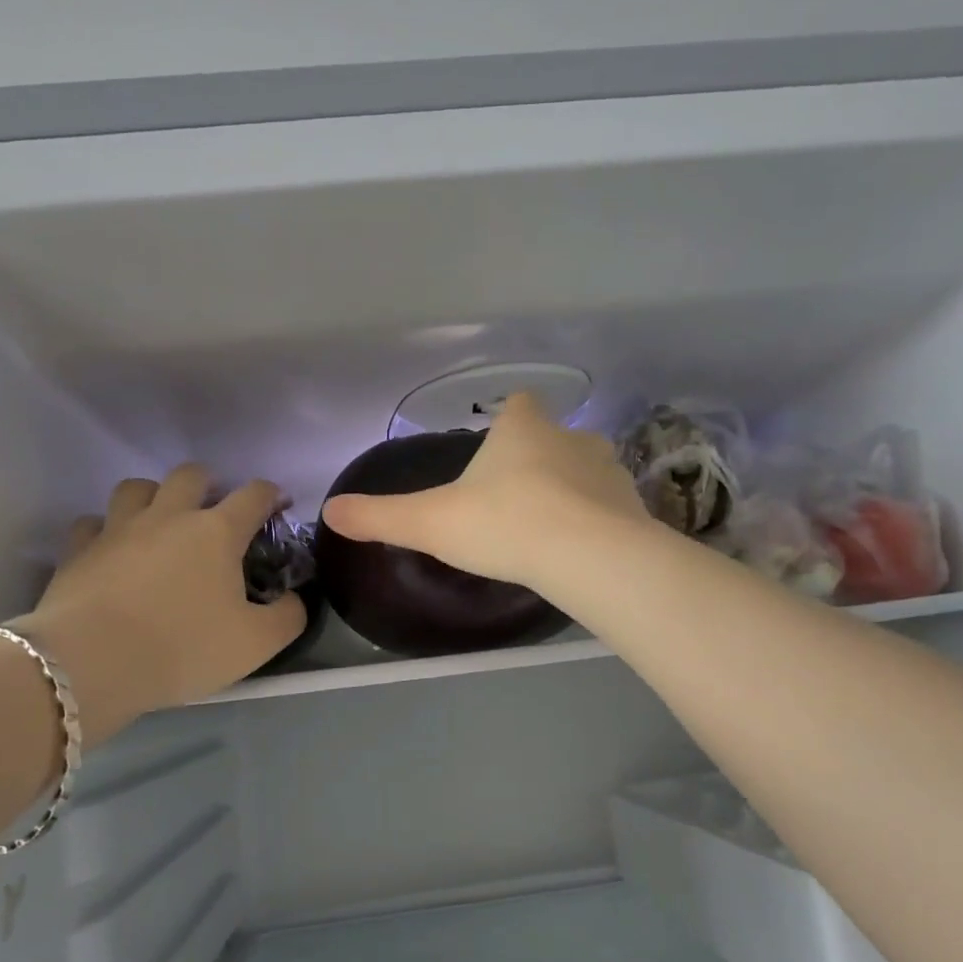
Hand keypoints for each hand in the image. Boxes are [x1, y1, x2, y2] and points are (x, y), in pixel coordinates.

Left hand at [15, 467, 307, 721]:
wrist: (90, 664)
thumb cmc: (183, 648)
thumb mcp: (257, 643)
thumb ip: (288, 616)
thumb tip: (294, 599)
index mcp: (217, 532)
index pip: (254, 494)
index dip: (271, 494)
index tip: (278, 505)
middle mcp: (169, 516)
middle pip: (191, 475)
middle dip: (209, 484)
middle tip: (215, 512)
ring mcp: (119, 528)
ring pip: (137, 487)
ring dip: (155, 496)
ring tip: (161, 522)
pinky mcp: (79, 549)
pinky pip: (93, 523)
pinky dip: (107, 529)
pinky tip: (112, 550)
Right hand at [321, 392, 652, 592]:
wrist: (585, 556)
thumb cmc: (503, 524)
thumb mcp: (430, 522)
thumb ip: (380, 516)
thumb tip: (330, 510)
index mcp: (522, 429)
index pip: (518, 405)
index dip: (508, 420)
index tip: (498, 443)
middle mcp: (570, 437)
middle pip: (554, 437)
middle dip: (538, 459)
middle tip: (515, 497)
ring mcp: (607, 470)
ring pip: (586, 470)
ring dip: (571, 489)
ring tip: (550, 525)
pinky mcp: (633, 507)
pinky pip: (610, 507)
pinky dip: (597, 520)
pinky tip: (580, 549)